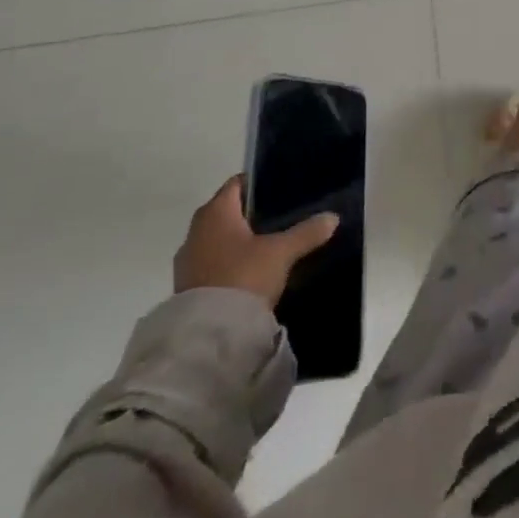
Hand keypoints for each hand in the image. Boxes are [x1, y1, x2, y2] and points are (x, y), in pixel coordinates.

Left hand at [173, 176, 339, 306]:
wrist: (208, 334)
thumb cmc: (243, 276)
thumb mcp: (282, 252)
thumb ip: (307, 232)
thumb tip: (333, 218)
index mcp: (216, 212)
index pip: (237, 184)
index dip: (258, 183)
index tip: (280, 189)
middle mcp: (196, 230)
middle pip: (226, 211)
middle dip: (250, 214)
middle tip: (279, 217)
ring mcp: (187, 260)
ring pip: (217, 239)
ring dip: (236, 241)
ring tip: (267, 246)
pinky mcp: (185, 287)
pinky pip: (211, 263)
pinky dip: (228, 262)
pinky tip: (249, 272)